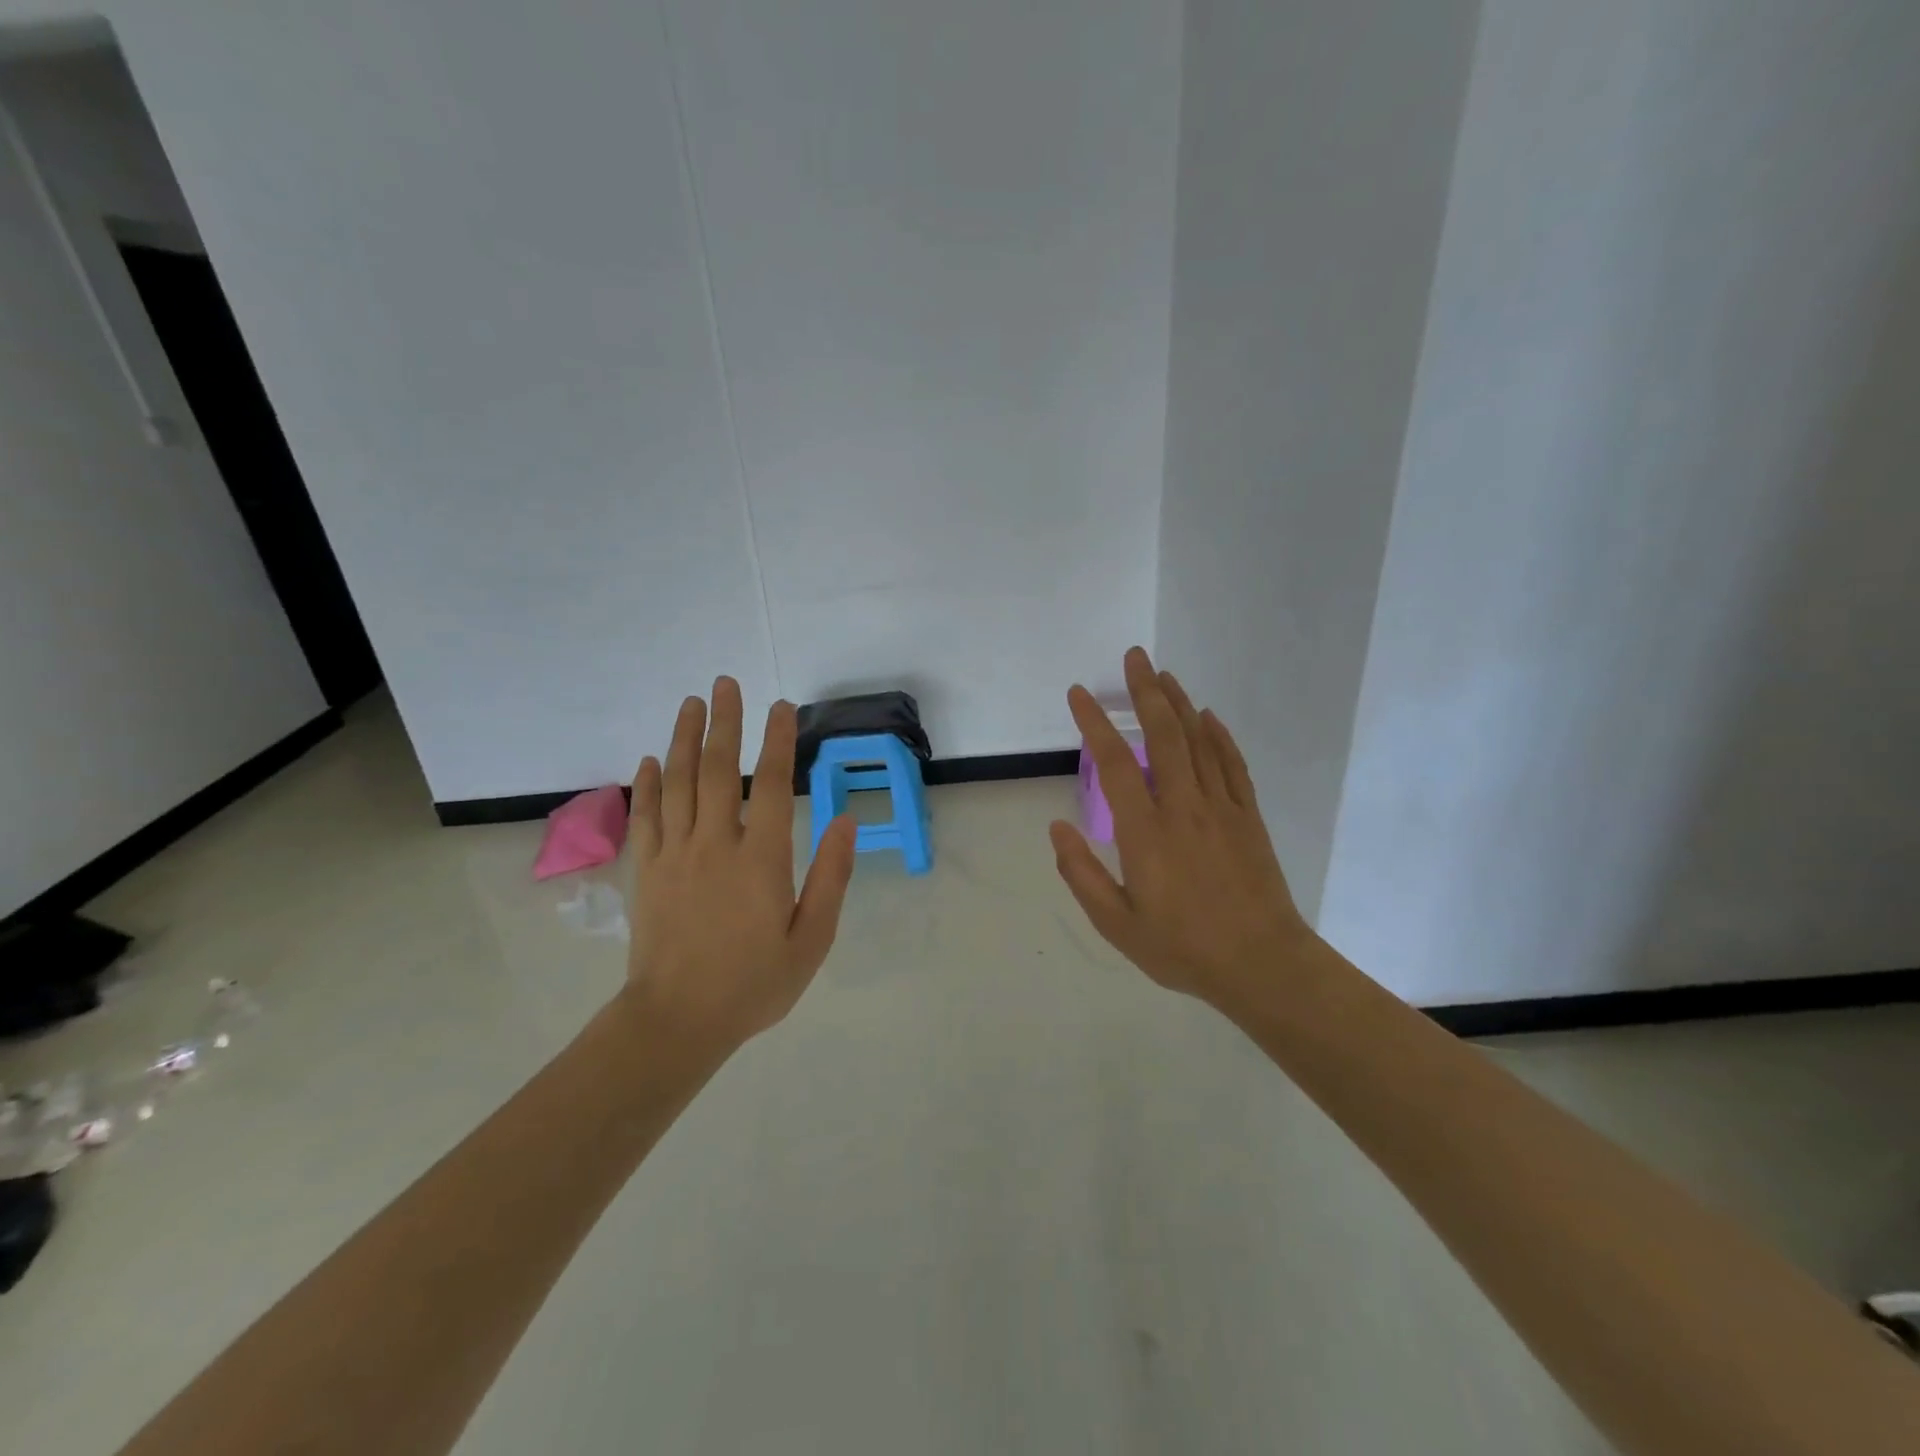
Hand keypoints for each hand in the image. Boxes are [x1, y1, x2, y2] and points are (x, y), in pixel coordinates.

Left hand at [627, 677, 856, 1051]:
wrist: (677, 1021)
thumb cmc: (753, 983)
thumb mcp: (811, 939)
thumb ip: (831, 877)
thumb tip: (846, 822)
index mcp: (760, 860)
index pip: (768, 784)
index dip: (776, 741)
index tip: (781, 707)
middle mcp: (714, 845)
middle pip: (716, 770)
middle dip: (724, 722)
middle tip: (725, 683)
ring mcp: (674, 855)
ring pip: (677, 783)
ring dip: (683, 738)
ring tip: (691, 703)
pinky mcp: (647, 871)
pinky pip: (645, 816)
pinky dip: (647, 784)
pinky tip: (649, 759)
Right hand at [1050, 647, 1313, 1010]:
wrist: (1263, 965)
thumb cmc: (1182, 948)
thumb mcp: (1116, 923)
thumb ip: (1081, 874)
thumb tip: (1057, 827)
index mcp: (1146, 832)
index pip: (1115, 763)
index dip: (1095, 723)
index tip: (1080, 694)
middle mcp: (1183, 807)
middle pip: (1164, 735)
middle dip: (1146, 692)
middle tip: (1135, 657)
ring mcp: (1222, 808)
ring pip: (1199, 742)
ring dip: (1180, 704)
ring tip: (1163, 675)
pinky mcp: (1249, 817)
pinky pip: (1232, 765)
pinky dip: (1219, 737)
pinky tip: (1209, 718)